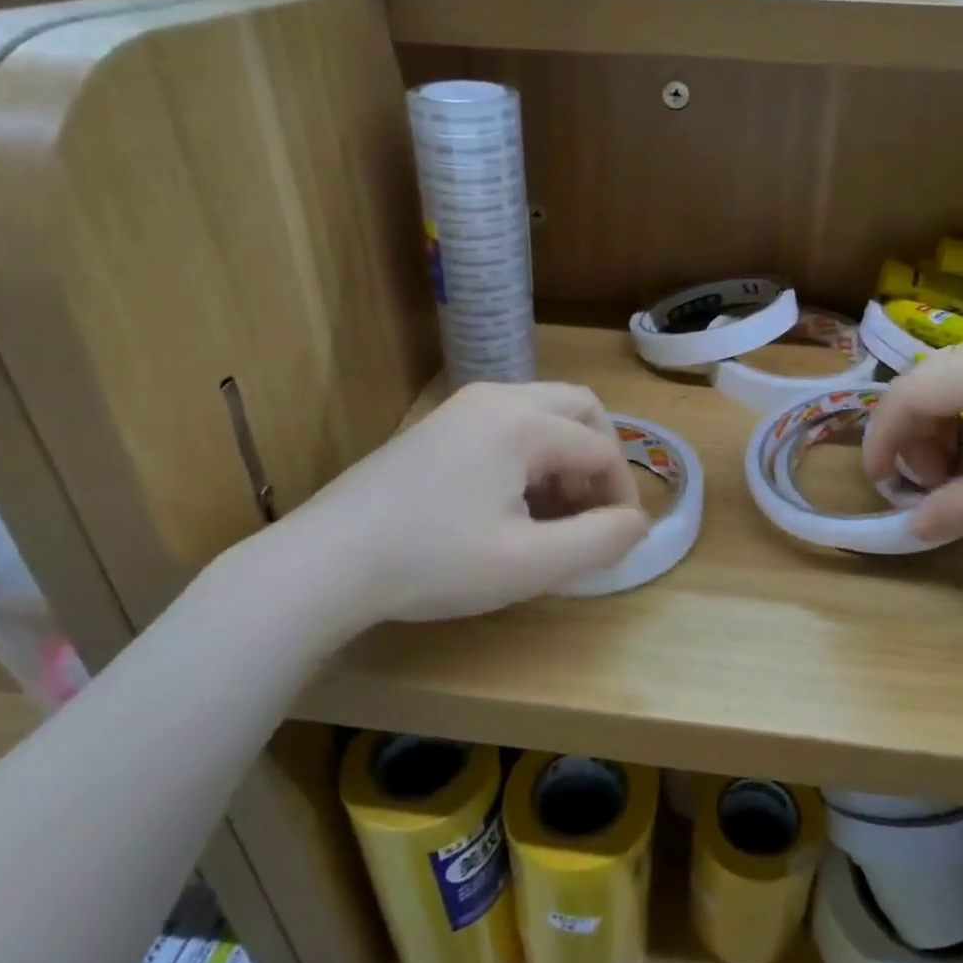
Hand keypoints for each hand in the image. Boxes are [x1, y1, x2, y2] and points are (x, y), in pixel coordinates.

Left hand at [264, 382, 648, 634]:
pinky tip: (510, 504)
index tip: (619, 539)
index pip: (601, 448)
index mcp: (522, 423)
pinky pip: (507, 424)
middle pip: (579, 409)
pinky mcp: (437, 427)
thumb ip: (598, 541)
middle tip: (592, 511)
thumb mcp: (528, 564)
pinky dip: (530, 455)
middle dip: (599, 458)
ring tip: (553, 514)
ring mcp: (461, 408)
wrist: (325, 562)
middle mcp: (495, 398)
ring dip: (564, 456)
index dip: (621, 494)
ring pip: (542, 414)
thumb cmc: (433, 562)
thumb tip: (637, 523)